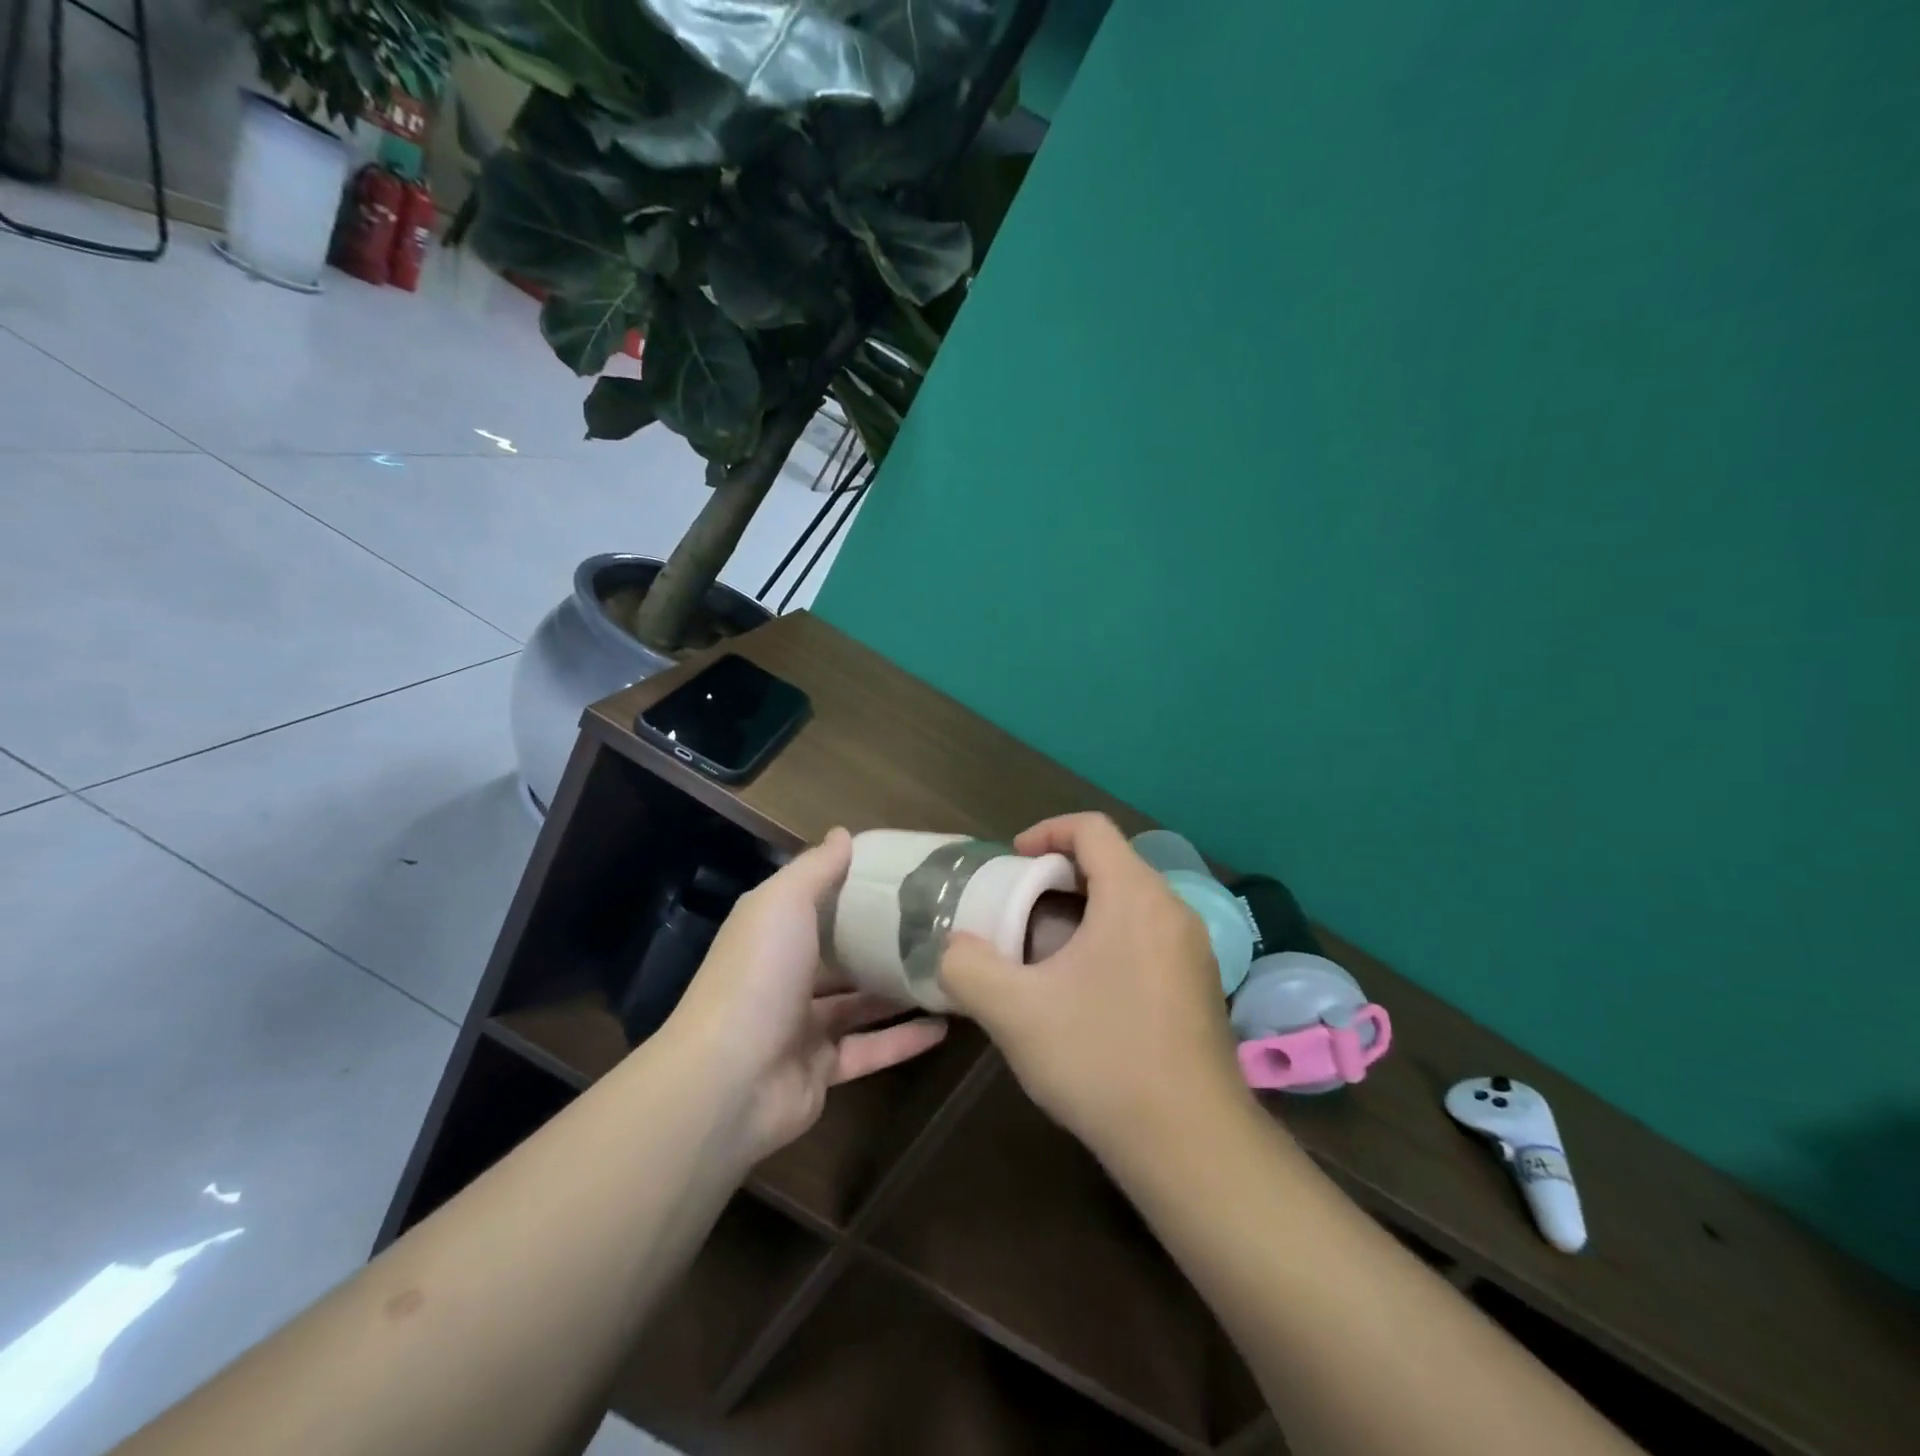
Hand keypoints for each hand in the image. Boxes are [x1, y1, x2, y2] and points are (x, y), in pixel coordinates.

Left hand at [666, 828, 948, 1167]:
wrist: (728, 1081)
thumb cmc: (759, 975)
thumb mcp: (784, 903)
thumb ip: (816, 869)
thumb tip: (842, 833)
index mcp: (772, 933)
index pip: (815, 903)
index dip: (853, 888)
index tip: (901, 875)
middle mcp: (785, 976)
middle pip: (840, 955)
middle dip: (881, 942)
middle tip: (935, 925)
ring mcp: (802, 1027)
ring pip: (859, 1004)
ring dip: (899, 990)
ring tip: (948, 969)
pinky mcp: (822, 1071)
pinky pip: (870, 1050)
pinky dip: (905, 1040)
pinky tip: (945, 1025)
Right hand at [937, 813, 1249, 1161]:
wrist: (1190, 1143)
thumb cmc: (1101, 1059)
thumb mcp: (1014, 1012)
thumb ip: (968, 968)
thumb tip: (955, 947)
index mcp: (1135, 896)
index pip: (1092, 828)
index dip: (1047, 832)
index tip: (1013, 862)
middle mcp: (1173, 910)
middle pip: (1113, 862)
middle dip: (1061, 875)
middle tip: (1021, 909)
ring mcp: (1194, 950)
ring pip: (1133, 902)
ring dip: (1087, 910)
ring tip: (1048, 951)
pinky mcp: (1201, 985)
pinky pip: (1151, 935)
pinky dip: (1113, 938)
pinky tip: (1088, 991)